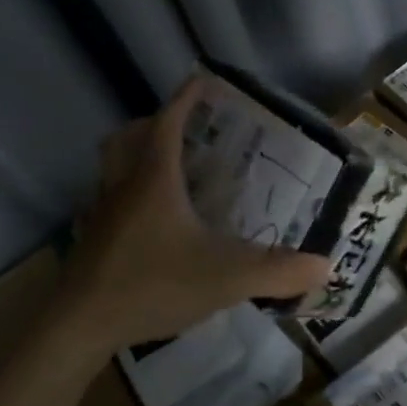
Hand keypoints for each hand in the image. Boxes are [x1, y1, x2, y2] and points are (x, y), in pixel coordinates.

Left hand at [54, 78, 331, 352]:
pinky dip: (126, 195)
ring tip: (168, 170)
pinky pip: (107, 200)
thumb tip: (325, 266)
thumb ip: (276, 271)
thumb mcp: (225, 278)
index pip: (167, 122)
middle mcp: (123, 186)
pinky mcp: (91, 239)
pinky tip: (148, 221)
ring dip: (135, 156)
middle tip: (185, 130)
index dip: (186, 99)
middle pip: (128, 137)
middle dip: (154, 123)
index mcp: (154, 180)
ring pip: (111, 167)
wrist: (81, 325)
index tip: (203, 80)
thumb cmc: (152, 285)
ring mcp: (101, 213)